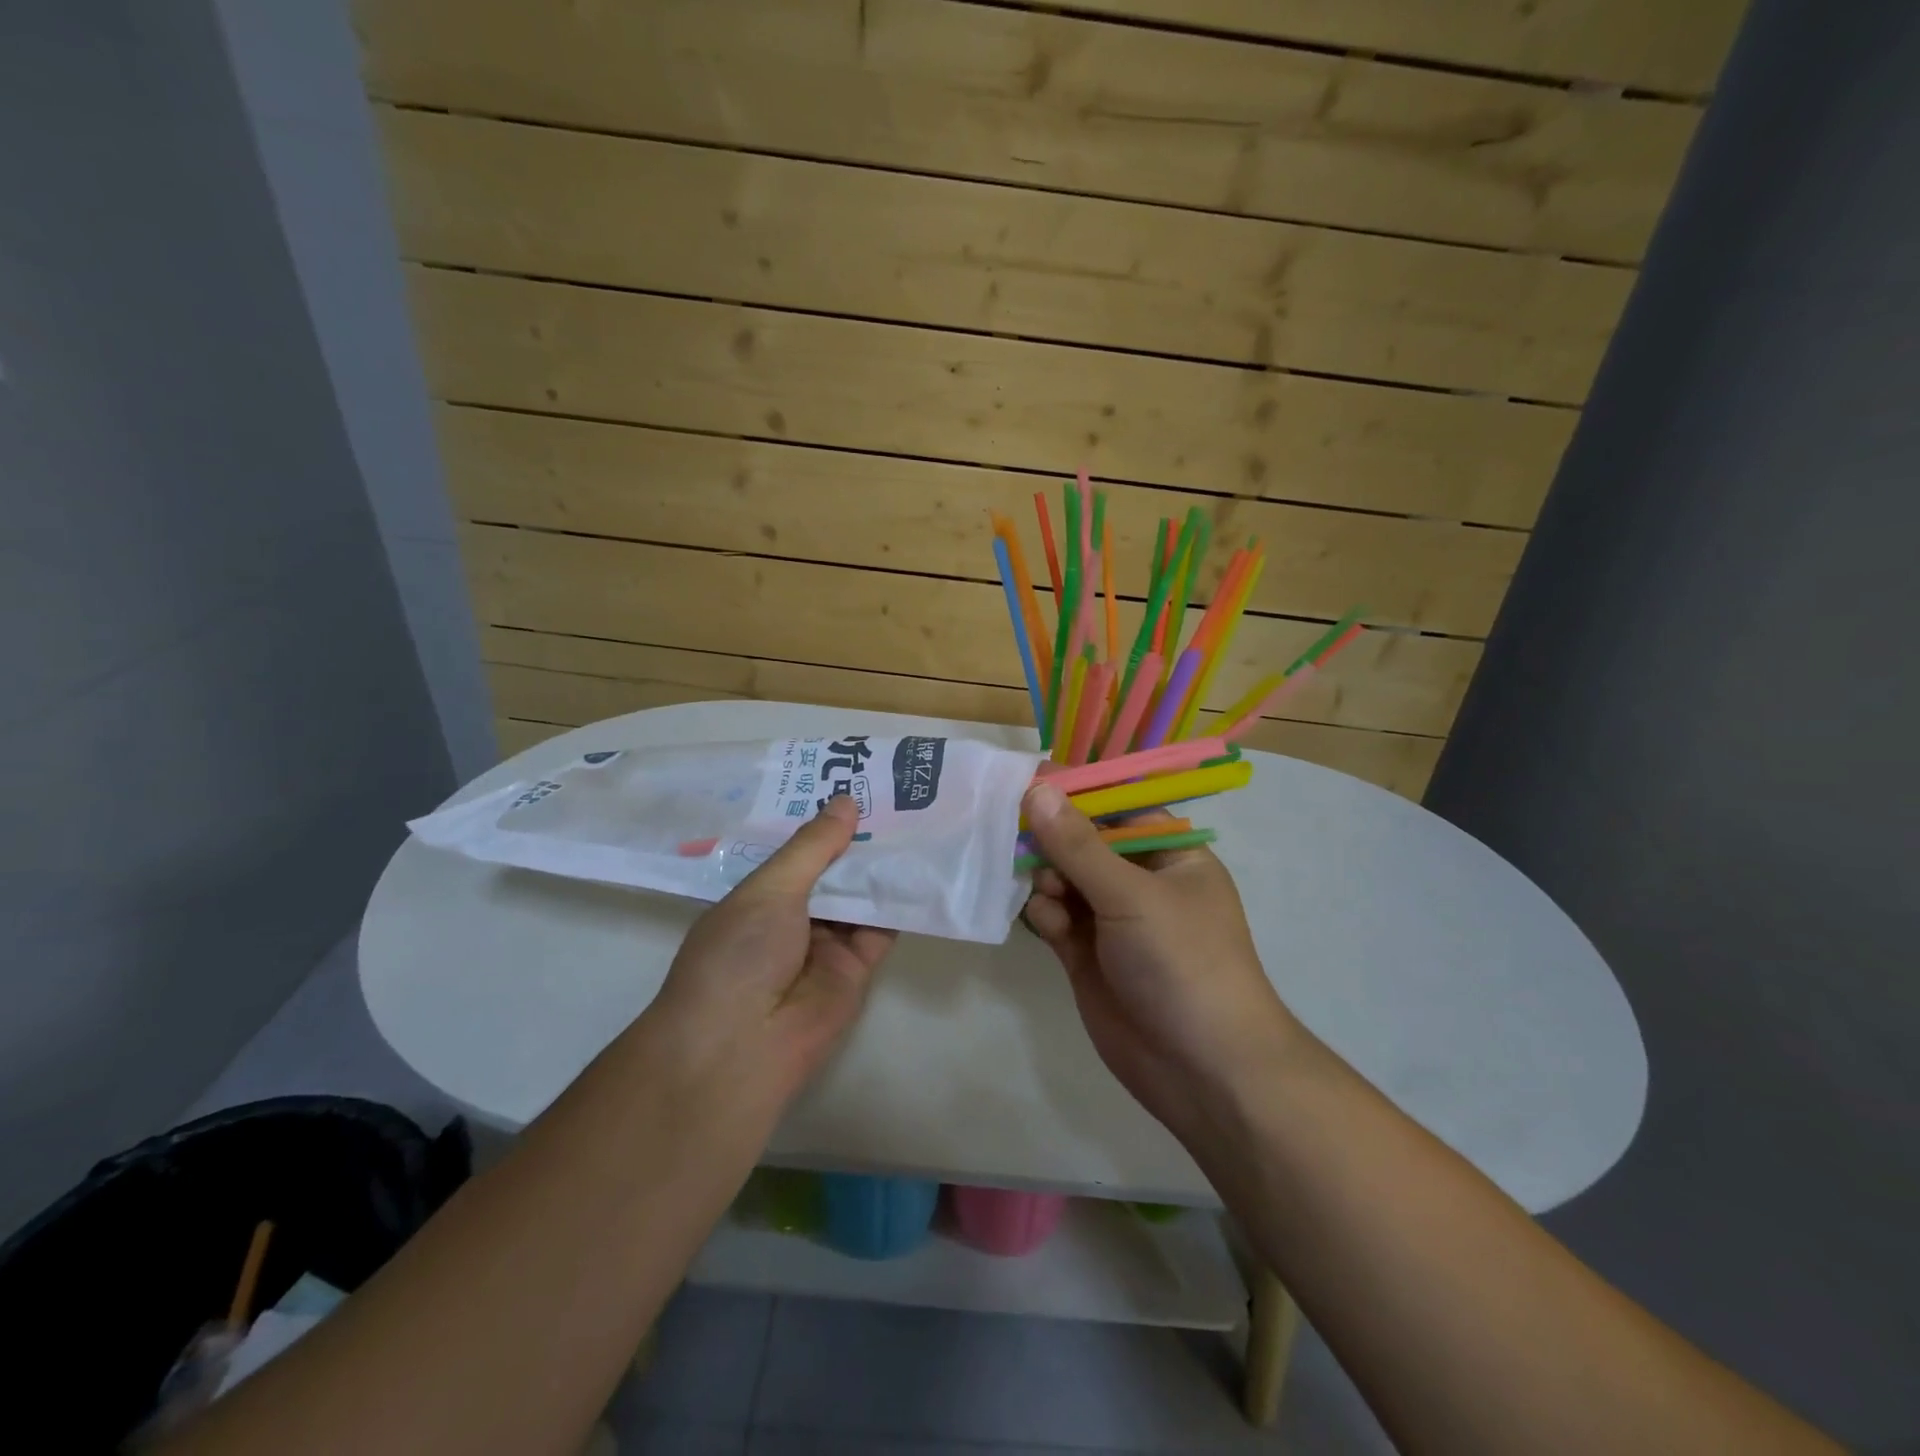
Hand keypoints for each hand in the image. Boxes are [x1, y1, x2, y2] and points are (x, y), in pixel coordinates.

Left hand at [646, 795, 895, 1099]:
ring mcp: (826, 943)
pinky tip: (922, 868)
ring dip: (883, 867)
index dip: (825, 823)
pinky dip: (899, 902)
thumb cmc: (739, 954)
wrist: (742, 1046)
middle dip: (859, 840)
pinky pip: (882, 928)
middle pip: (833, 872)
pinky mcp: (857, 968)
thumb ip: (813, 847)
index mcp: (760, 895)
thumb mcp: (770, 889)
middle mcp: (793, 917)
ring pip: (860, 897)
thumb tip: (846, 801)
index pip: (798, 851)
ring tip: (918, 821)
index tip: (858, 785)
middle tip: (899, 797)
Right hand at [1021, 781, 1298, 1136]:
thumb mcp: (1133, 896)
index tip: (1029, 781)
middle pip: (1083, 842)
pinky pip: (1055, 918)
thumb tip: (1038, 789)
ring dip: (1047, 878)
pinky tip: (1047, 924)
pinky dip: (1045, 915)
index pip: (1117, 807)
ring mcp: (1112, 921)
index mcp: (1170, 855)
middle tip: (1016, 834)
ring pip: (1063, 879)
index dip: (1076, 793)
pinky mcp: (1086, 955)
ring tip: (1045, 891)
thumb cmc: (1183, 964)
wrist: (1203, 1071)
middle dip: (1052, 838)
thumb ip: (1079, 845)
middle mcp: (1140, 882)